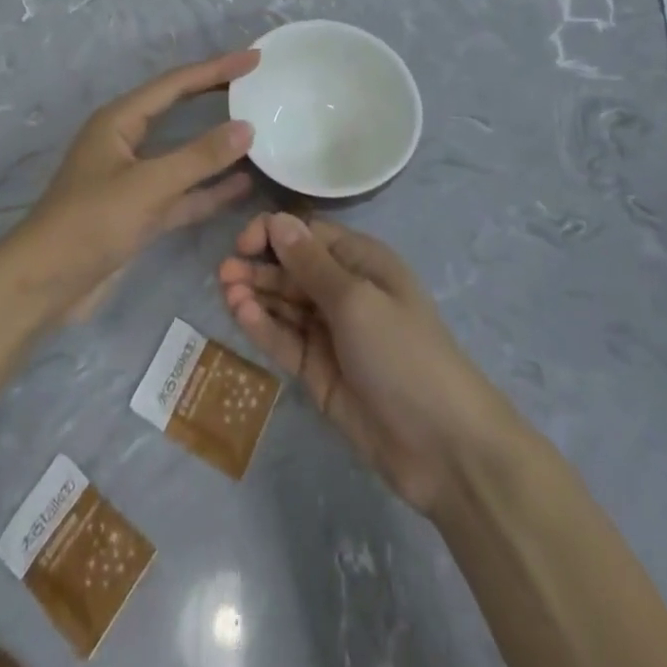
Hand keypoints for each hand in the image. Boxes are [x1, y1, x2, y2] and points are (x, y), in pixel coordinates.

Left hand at [17, 49, 258, 318]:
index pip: (175, 84)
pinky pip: (183, 192)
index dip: (216, 69)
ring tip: (259, 130)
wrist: (45, 284)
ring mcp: (134, 179)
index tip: (253, 58)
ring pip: (184, 154)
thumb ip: (199, 157)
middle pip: (179, 110)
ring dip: (217, 145)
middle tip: (257, 84)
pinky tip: (243, 184)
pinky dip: (210, 189)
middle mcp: (127, 142)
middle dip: (216, 96)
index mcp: (119, 120)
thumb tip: (246, 128)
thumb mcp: (148, 185)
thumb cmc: (91, 222)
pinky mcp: (140, 212)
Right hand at [220, 213, 507, 513]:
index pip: (308, 235)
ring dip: (255, 294)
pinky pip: (285, 340)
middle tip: (223, 273)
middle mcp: (344, 291)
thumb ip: (310, 263)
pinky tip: (240, 314)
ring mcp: (330, 333)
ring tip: (226, 291)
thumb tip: (277, 220)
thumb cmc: (402, 353)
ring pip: (284, 304)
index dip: (274, 233)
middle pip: (292, 268)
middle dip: (258, 266)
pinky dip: (262, 326)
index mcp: (362, 262)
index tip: (244, 244)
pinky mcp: (319, 371)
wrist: (443, 446)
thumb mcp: (356, 300)